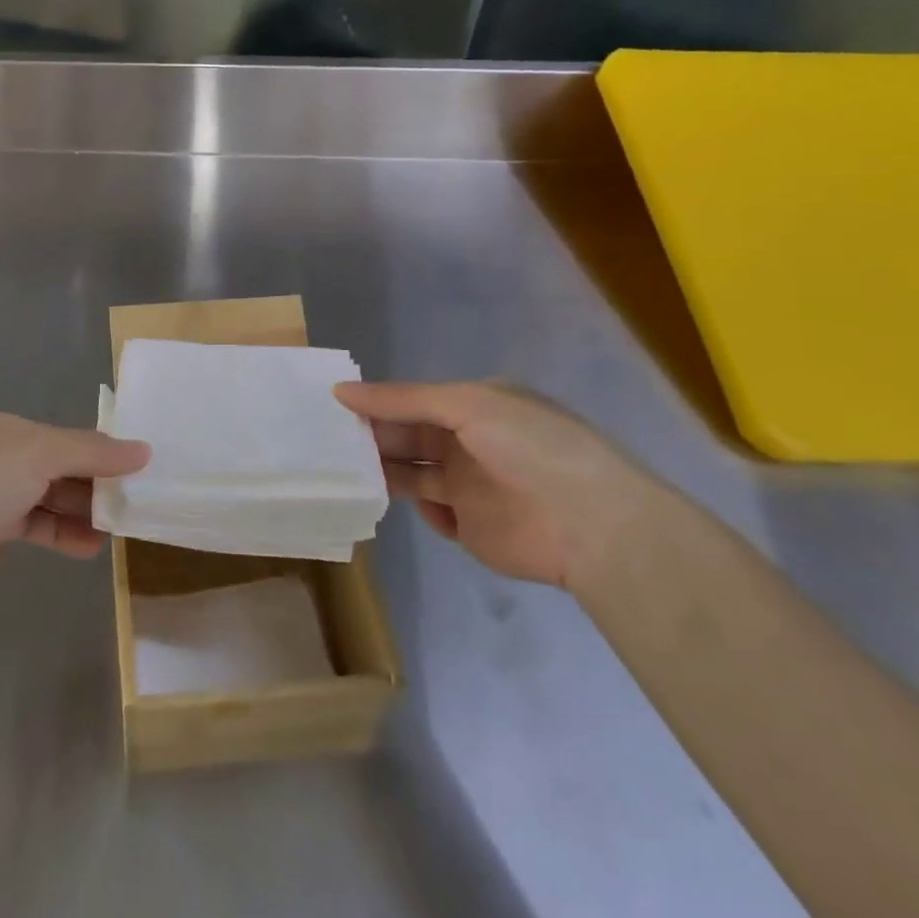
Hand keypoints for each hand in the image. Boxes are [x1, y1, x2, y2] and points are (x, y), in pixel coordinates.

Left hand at [0, 413, 149, 636]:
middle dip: (96, 484)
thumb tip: (144, 449)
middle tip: (137, 504)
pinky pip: (33, 532)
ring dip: (82, 513)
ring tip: (119, 528)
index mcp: (5, 431)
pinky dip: (61, 536)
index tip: (141, 472)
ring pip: (47, 501)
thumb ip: (91, 451)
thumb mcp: (36, 455)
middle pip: (58, 469)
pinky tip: (88, 547)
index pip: (66, 438)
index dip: (103, 453)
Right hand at [334, 380, 651, 590]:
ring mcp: (470, 486)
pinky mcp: (470, 527)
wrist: (592, 524)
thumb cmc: (529, 447)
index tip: (333, 403)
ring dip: (382, 469)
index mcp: (475, 406)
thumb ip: (402, 399)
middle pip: (408, 435)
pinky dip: (412, 505)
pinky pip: (429, 511)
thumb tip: (342, 390)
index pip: (413, 400)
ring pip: (412, 472)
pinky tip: (392, 499)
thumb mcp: (466, 405)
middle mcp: (469, 442)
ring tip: (342, 468)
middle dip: (372, 435)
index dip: (376, 401)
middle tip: (326, 438)